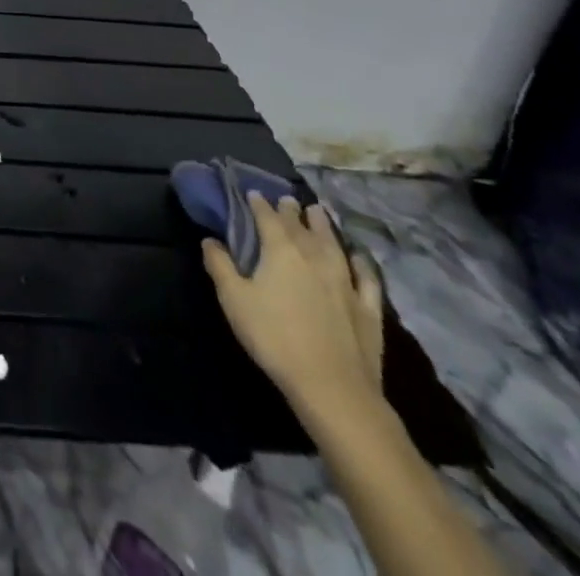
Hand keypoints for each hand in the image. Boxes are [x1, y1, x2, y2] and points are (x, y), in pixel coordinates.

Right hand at [202, 194, 384, 415]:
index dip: (258, 204)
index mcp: (280, 250)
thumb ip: (220, 265)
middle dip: (291, 210)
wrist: (332, 387)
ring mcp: (346, 281)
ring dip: (324, 225)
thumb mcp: (233, 300)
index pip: (267, 217)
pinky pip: (366, 277)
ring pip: (334, 243)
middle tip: (287, 200)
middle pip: (301, 226)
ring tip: (318, 211)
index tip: (253, 193)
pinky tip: (359, 257)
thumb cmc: (274, 337)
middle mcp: (314, 256)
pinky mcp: (368, 307)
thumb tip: (210, 240)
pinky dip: (362, 263)